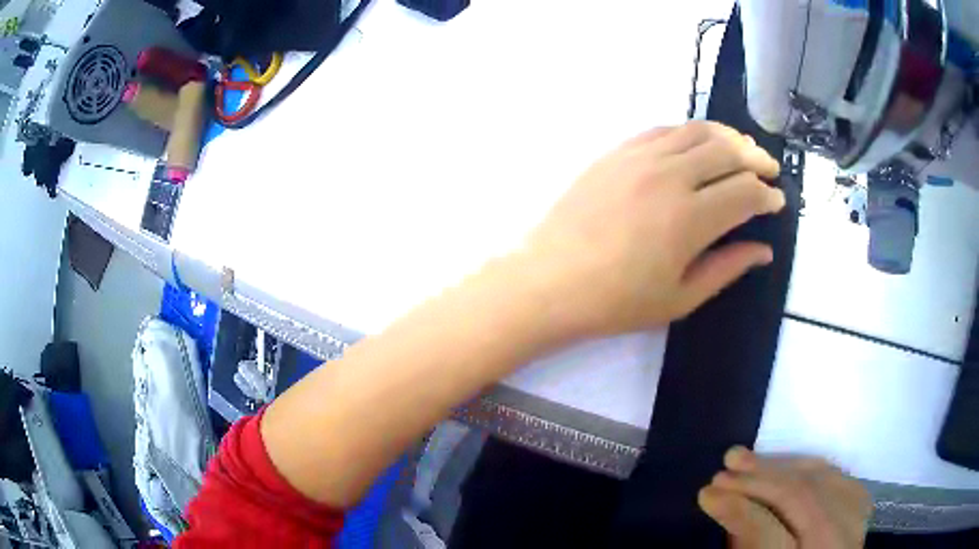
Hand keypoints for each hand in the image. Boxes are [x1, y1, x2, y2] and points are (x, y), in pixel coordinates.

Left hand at [521, 121, 784, 337]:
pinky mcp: (616, 152)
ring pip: (696, 131)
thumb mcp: (680, 297)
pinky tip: (697, 144)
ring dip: (727, 137)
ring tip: (742, 149)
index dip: (767, 196)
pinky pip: (662, 130)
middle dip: (757, 158)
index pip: (745, 193)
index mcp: (691, 218)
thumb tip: (763, 250)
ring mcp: (640, 158)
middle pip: (728, 151)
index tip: (777, 202)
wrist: (549, 281)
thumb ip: (727, 268)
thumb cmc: (616, 301)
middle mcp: (670, 176)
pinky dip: (689, 132)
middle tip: (769, 169)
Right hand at [698, 447, 871, 548]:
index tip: (707, 493)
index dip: (739, 510)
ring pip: (821, 479)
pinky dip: (809, 467)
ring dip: (781, 466)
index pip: (770, 534)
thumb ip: (746, 543)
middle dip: (759, 480)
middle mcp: (836, 544)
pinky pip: (837, 477)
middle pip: (801, 499)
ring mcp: (856, 523)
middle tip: (723, 470)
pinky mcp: (861, 509)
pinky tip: (787, 465)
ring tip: (746, 459)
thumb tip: (727, 504)